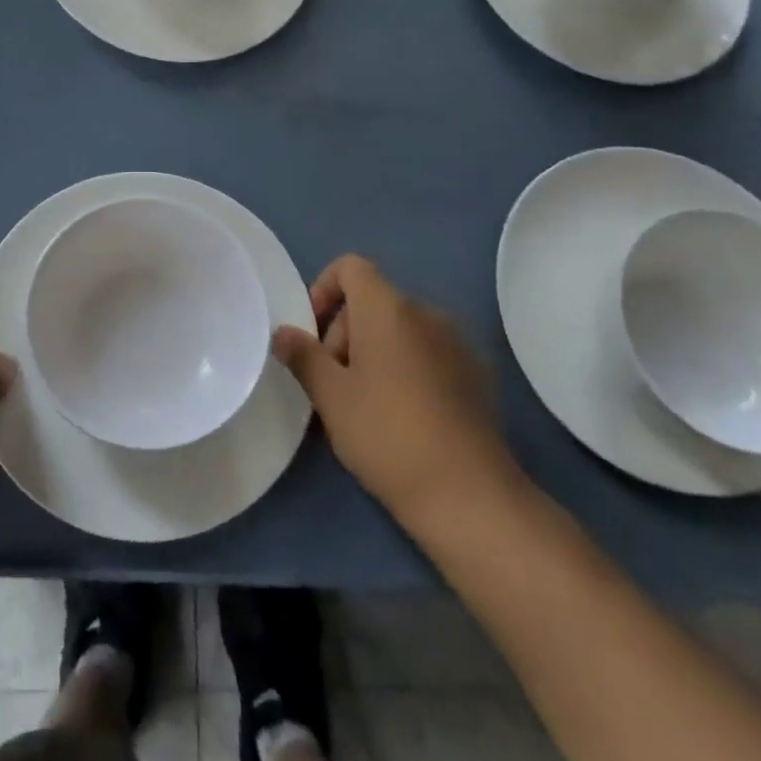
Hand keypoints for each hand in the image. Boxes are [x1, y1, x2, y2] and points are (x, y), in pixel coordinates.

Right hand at [272, 255, 521, 531]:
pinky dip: (406, 366)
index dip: (324, 289)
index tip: (313, 335)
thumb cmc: (386, 434)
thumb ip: (303, 356)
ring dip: (374, 350)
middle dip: (345, 331)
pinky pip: (428, 351)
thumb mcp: (331, 396)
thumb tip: (283, 333)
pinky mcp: (476, 373)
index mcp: (388, 308)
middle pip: (373, 300)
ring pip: (400, 328)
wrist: (468, 494)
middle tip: (334, 382)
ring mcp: (457, 342)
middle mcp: (426, 312)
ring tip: (365, 402)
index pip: (351, 266)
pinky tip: (403, 414)